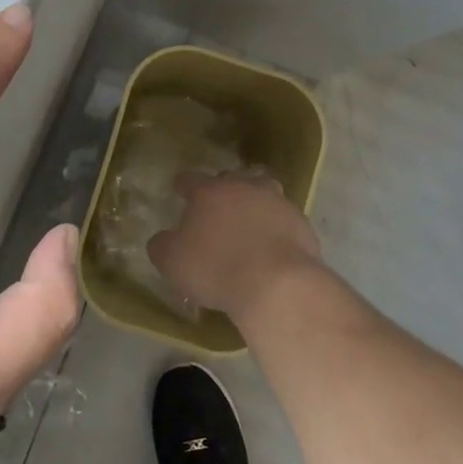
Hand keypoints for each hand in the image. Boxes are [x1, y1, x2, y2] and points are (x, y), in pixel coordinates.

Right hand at [147, 173, 321, 322]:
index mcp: (208, 192)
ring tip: (250, 218)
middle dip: (222, 189)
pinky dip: (277, 225)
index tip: (180, 190)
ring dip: (254, 200)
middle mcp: (242, 187)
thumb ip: (163, 246)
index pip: (190, 179)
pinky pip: (284, 217)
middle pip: (230, 179)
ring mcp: (276, 202)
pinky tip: (273, 243)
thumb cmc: (216, 269)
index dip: (183, 185)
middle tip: (217, 209)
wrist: (277, 284)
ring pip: (263, 190)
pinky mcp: (301, 222)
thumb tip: (162, 239)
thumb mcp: (173, 263)